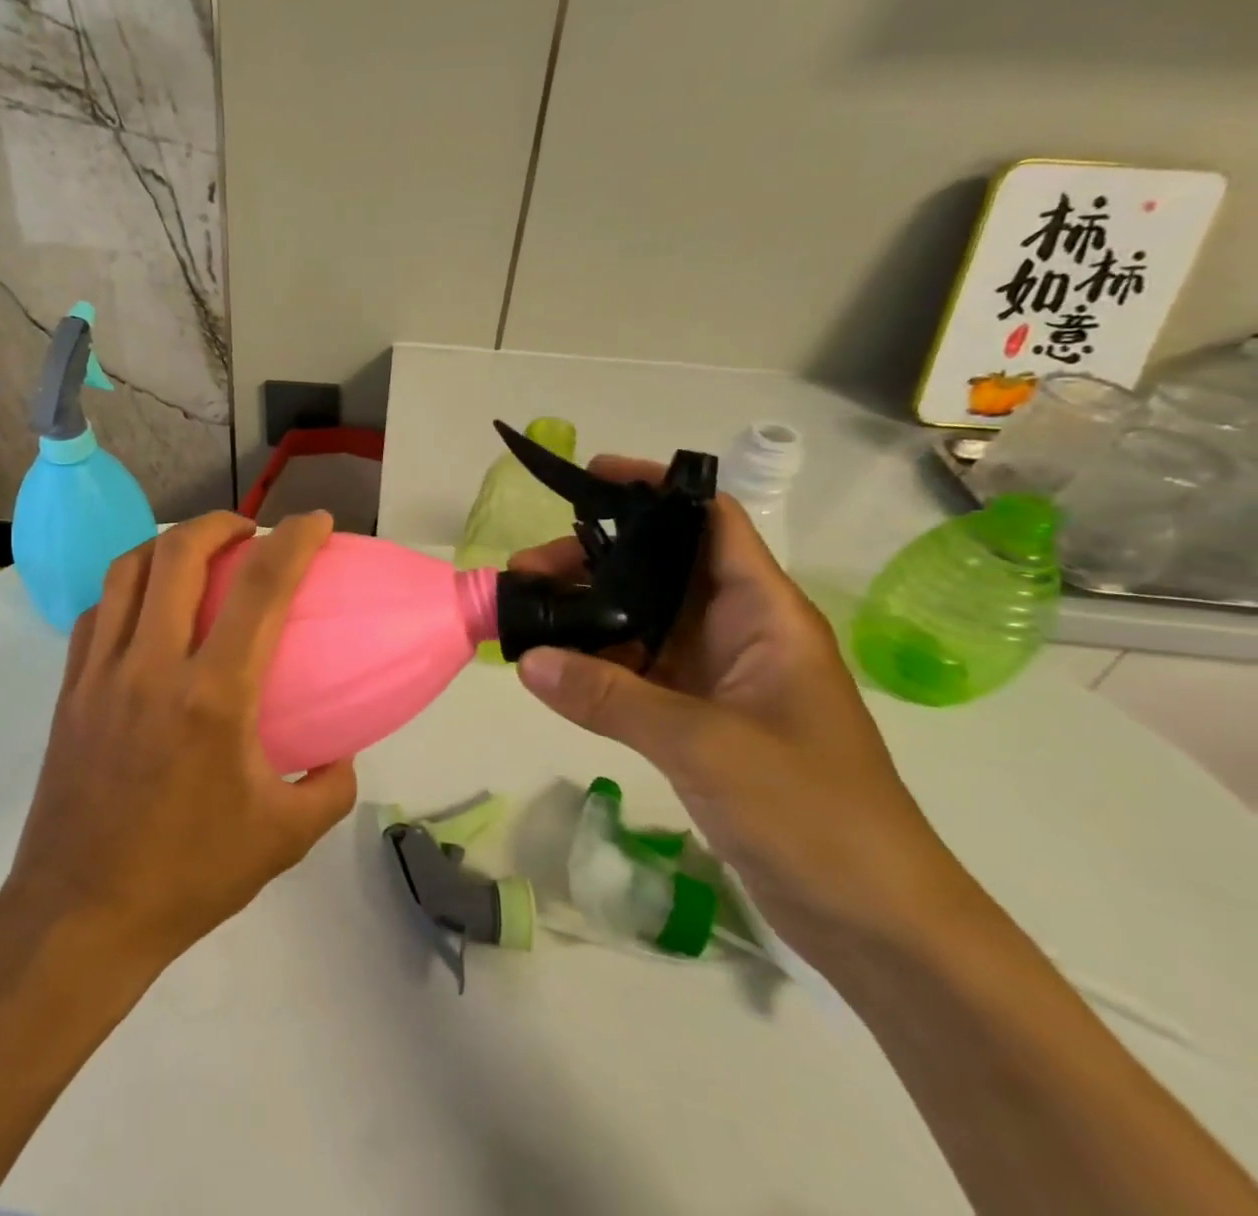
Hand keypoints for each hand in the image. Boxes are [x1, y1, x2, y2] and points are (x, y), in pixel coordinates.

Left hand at [0, 511, 356, 972]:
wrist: (80, 916)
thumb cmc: (189, 875)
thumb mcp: (283, 838)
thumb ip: (330, 788)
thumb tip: (341, 754)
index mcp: (213, 695)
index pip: (261, 588)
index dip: (295, 540)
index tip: (316, 522)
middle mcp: (152, 665)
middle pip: (179, 552)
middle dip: (220, 522)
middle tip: (248, 531)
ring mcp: (101, 673)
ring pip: (126, 570)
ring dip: (167, 545)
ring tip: (195, 554)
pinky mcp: (69, 690)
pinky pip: (97, 611)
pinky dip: (128, 589)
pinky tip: (146, 610)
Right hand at [511, 458, 976, 964]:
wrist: (877, 922)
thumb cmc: (815, 814)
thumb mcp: (707, 746)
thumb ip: (612, 697)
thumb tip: (527, 660)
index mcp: (763, 614)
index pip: (711, 521)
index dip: (656, 490)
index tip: (590, 479)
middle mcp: (738, 632)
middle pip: (658, 568)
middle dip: (593, 559)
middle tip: (525, 570)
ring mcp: (717, 677)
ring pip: (641, 620)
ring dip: (587, 613)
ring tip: (524, 613)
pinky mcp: (699, 719)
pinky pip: (636, 672)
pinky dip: (594, 663)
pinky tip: (549, 667)